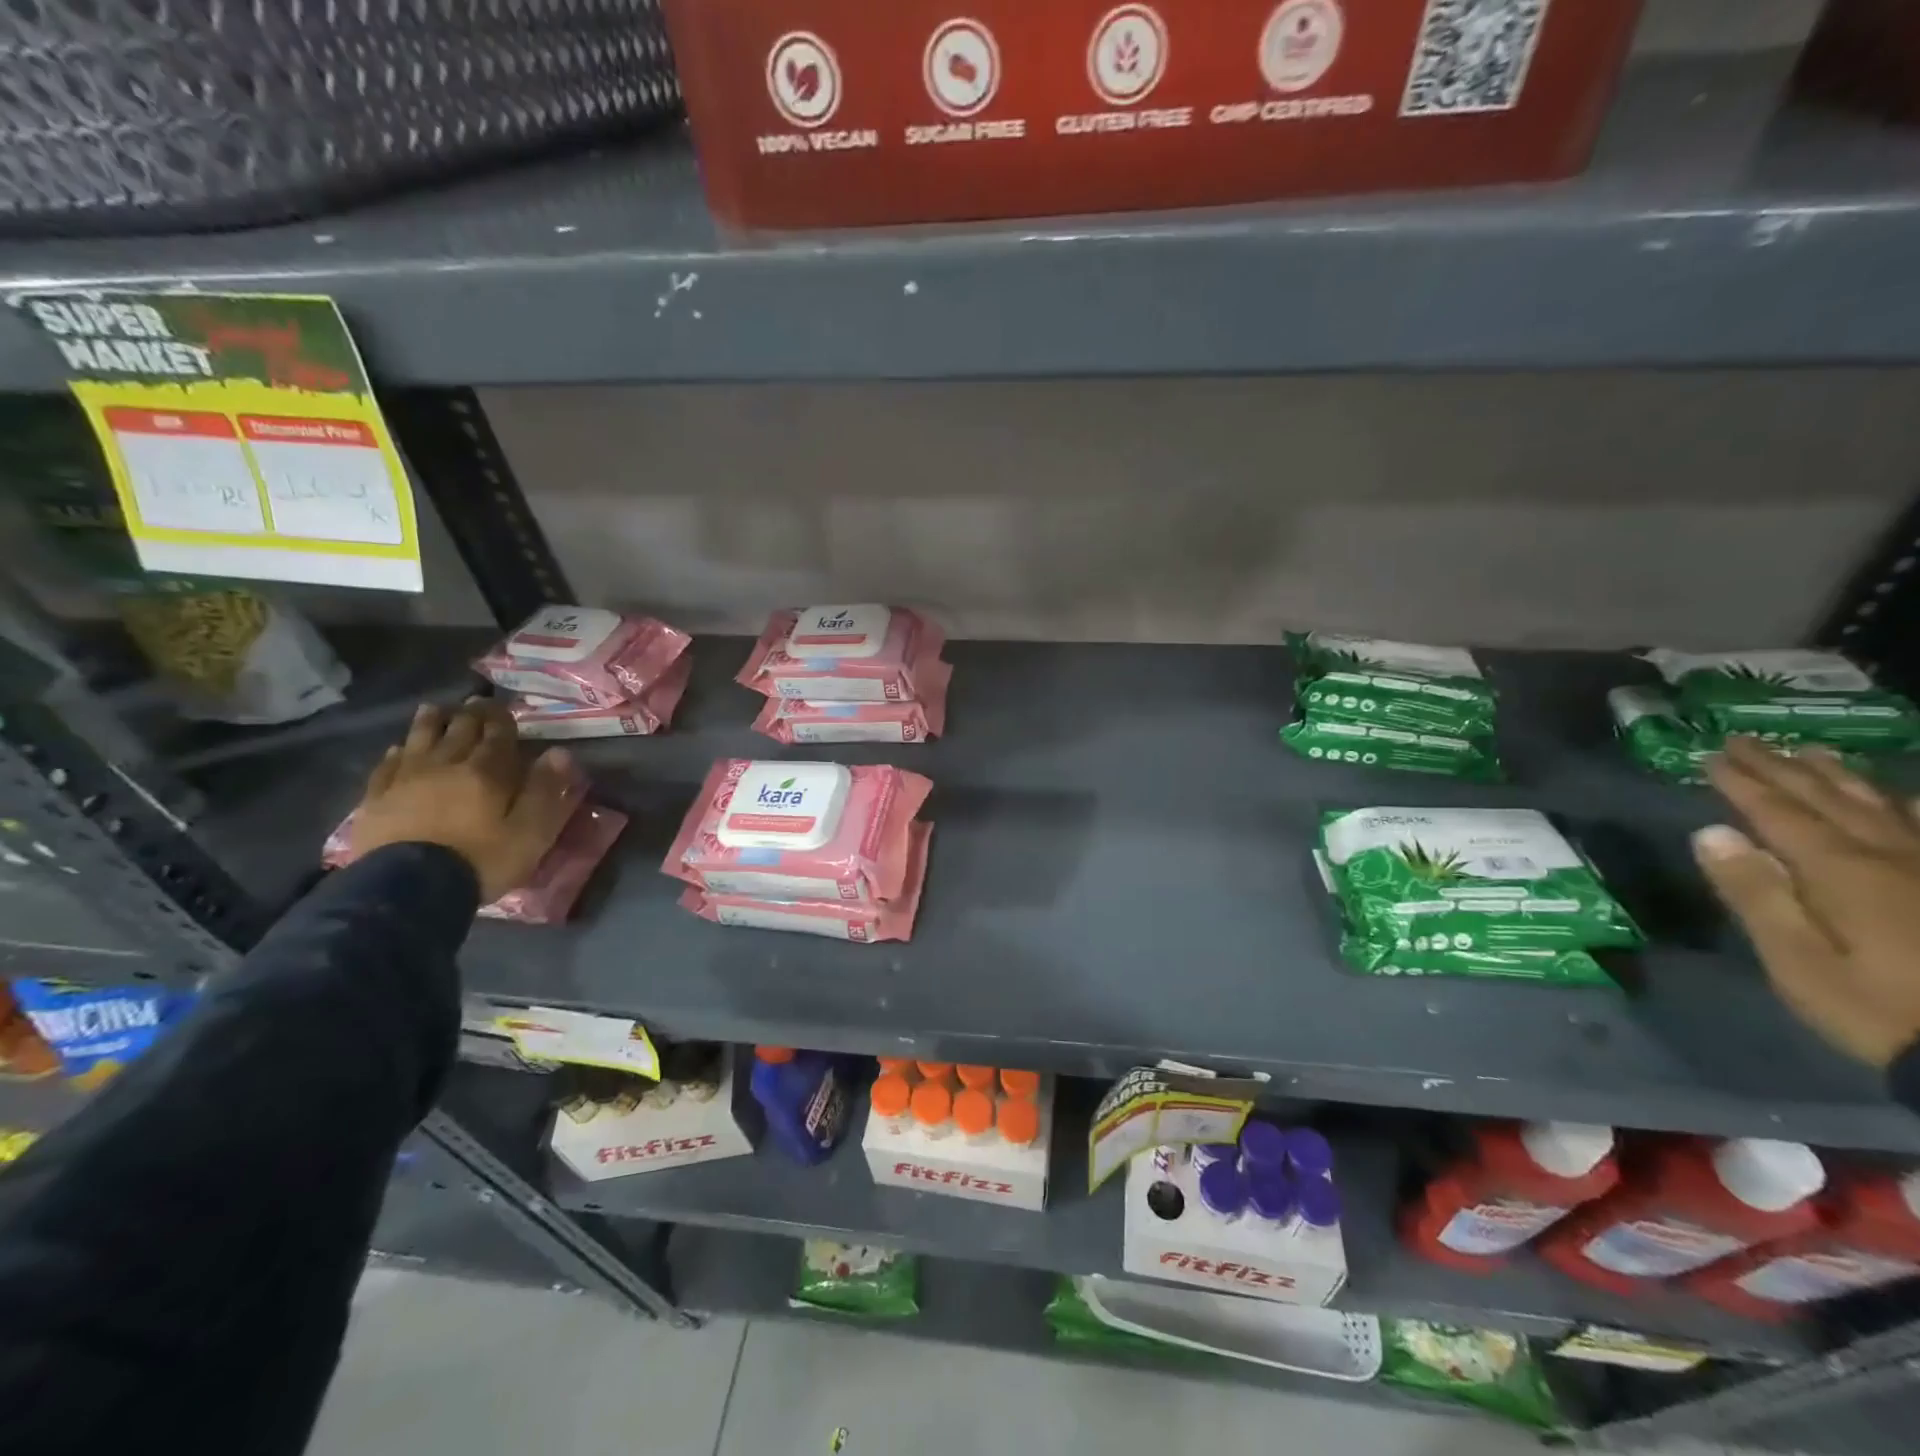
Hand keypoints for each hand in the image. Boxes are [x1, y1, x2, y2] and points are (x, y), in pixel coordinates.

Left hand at [351, 698, 580, 903]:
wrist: (408, 889)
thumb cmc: (481, 860)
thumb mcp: (531, 831)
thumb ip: (546, 790)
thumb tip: (559, 752)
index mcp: (486, 772)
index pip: (497, 736)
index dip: (502, 720)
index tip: (505, 707)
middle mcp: (446, 765)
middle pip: (459, 731)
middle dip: (470, 714)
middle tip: (475, 701)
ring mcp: (406, 780)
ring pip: (420, 740)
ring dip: (431, 722)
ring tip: (435, 708)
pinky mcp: (377, 799)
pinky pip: (387, 766)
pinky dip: (397, 752)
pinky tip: (399, 748)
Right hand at [1695, 736, 1919, 1067]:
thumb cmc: (1883, 1010)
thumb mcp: (1799, 962)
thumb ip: (1755, 894)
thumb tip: (1711, 834)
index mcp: (1840, 871)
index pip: (1778, 813)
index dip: (1742, 783)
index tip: (1711, 756)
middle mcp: (1892, 856)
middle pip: (1831, 800)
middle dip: (1785, 768)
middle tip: (1749, 740)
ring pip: (1886, 806)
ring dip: (1843, 777)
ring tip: (1814, 753)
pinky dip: (1912, 806)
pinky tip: (1905, 797)